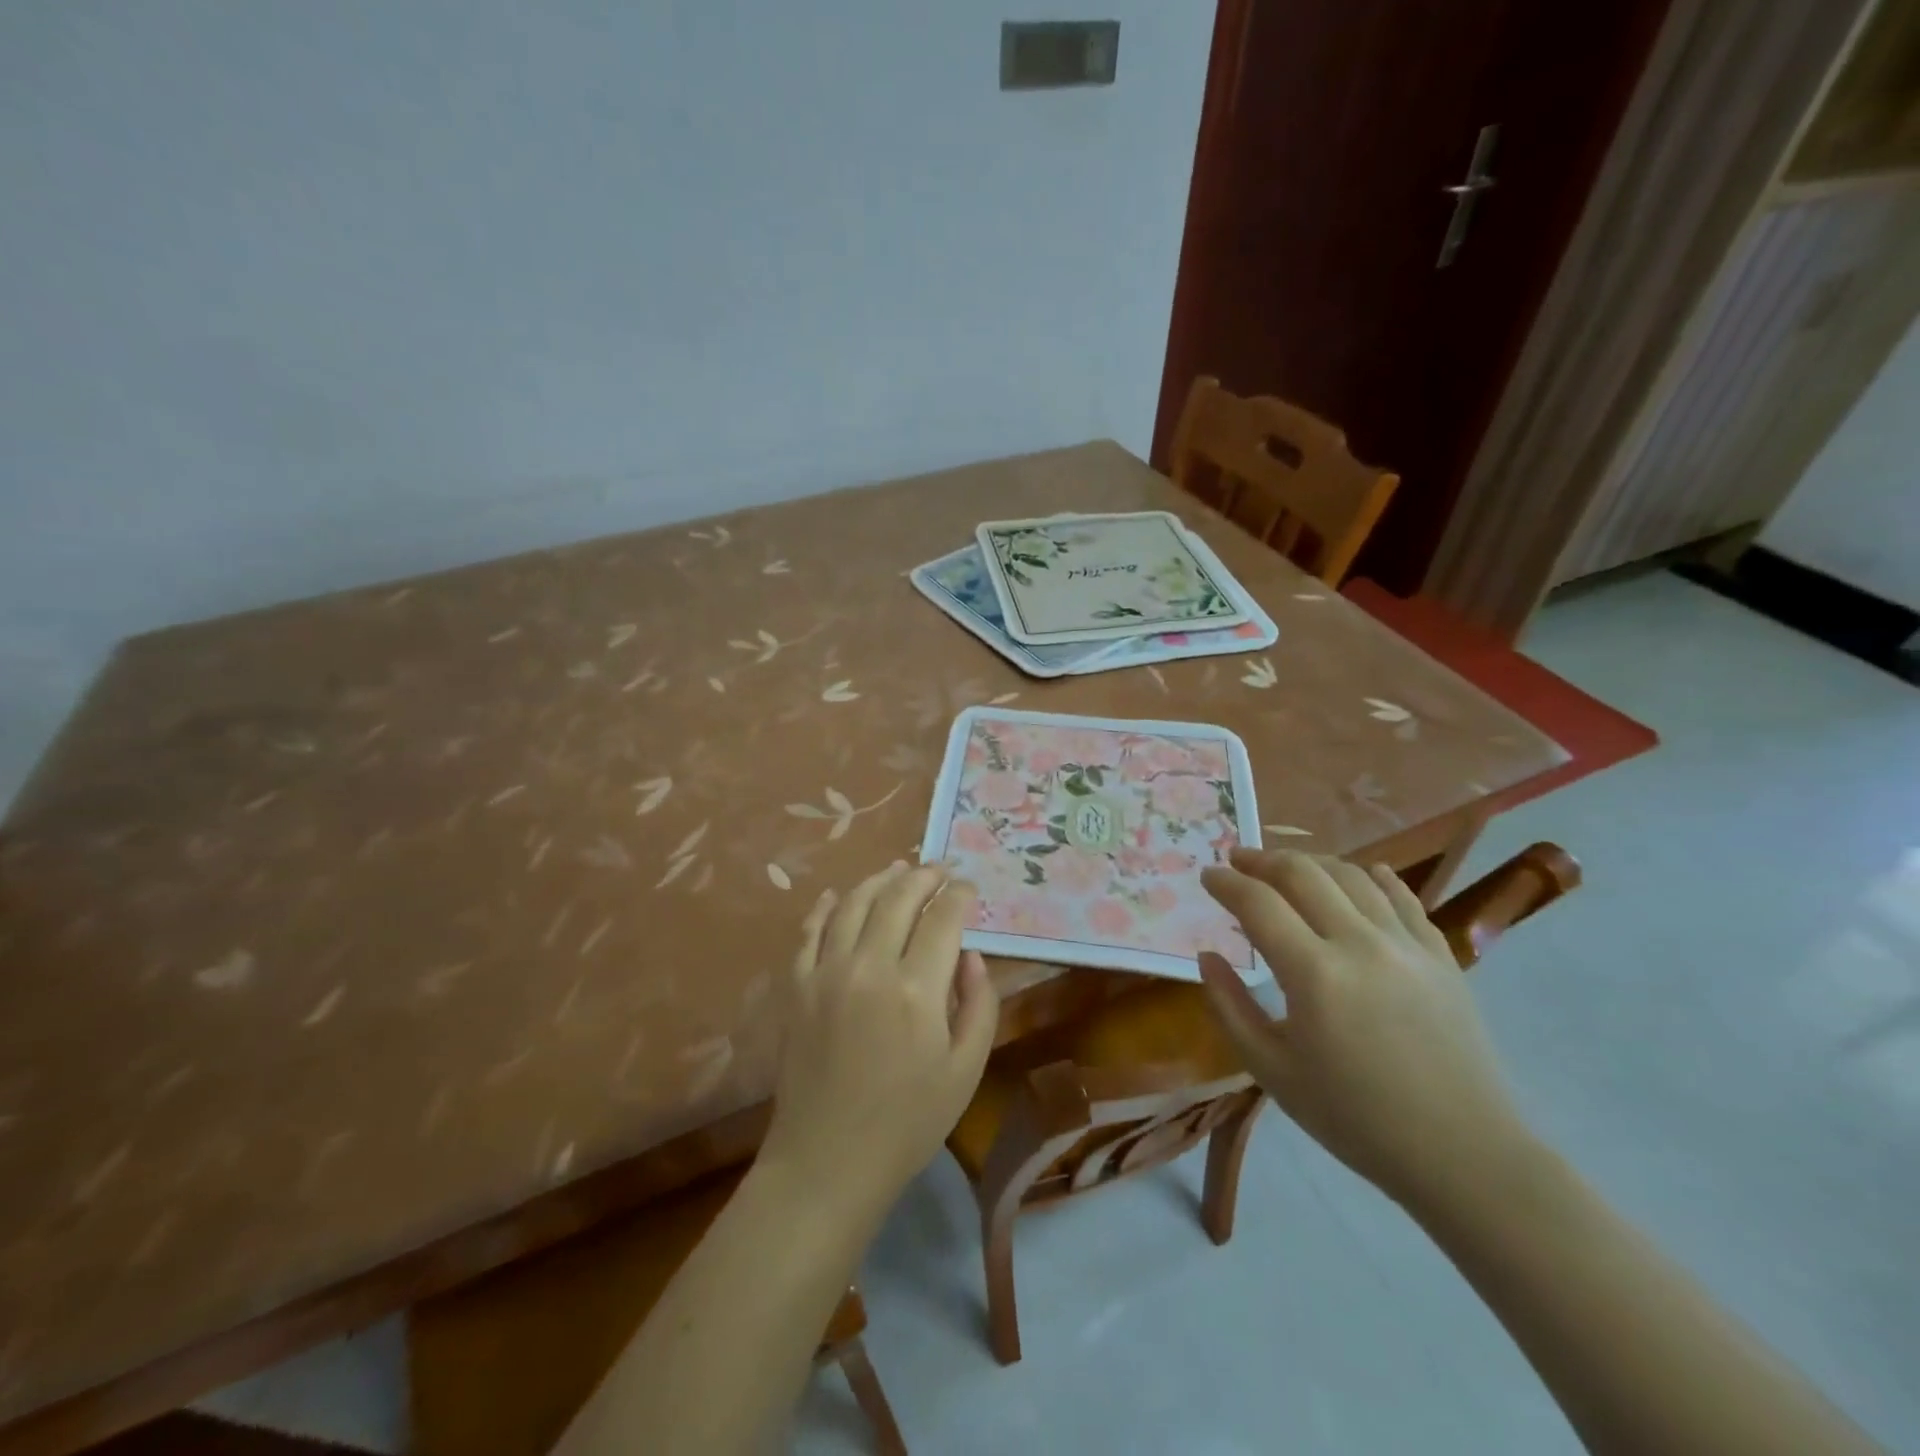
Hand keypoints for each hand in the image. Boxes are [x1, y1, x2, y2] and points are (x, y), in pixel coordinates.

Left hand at [762, 861, 998, 1214]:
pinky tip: (839, 895)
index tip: (969, 888)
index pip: (943, 919)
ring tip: (899, 870)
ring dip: (880, 879)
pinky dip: (826, 906)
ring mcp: (826, 973)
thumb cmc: (908, 1122)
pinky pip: (810, 930)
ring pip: (854, 903)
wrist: (828, 1161)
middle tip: (941, 871)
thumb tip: (970, 954)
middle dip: (925, 876)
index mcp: (916, 989)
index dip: (960, 896)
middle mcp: (869, 966)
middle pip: (899, 898)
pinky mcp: (796, 987)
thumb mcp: (965, 1070)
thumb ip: (978, 1003)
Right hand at [1197, 848, 1535, 1210]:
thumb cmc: (1356, 1119)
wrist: (1463, 1155)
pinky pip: (1403, 897)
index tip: (1207, 876)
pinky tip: (1361, 874)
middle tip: (1238, 861)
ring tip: (1288, 869)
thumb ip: (1230, 1008)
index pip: (1258, 903)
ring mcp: (1407, 945)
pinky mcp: (1441, 956)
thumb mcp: (1273, 1072)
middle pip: (1303, 873)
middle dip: (1262, 859)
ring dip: (1311, 863)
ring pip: (1351, 876)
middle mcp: (1360, 944)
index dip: (1226, 883)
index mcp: (1314, 975)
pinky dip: (1374, 877)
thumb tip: (1207, 957)